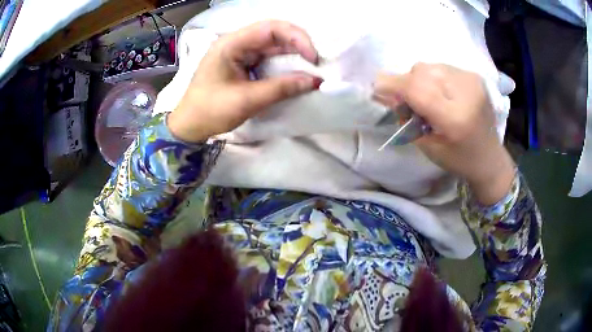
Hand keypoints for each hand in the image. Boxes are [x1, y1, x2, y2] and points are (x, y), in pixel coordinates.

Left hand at [168, 20, 321, 142]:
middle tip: (316, 62)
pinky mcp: (242, 63)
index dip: (297, 37)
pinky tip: (295, 70)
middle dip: (297, 44)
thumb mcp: (247, 100)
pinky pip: (267, 57)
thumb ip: (281, 88)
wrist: (189, 125)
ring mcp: (239, 52)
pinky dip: (283, 63)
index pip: (270, 28)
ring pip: (272, 45)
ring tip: (310, 66)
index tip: (313, 57)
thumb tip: (315, 81)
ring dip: (292, 53)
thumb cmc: (210, 111)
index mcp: (231, 44)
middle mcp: (236, 42)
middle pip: (273, 33)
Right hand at [374, 63, 514, 204]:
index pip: (418, 89)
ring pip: (430, 66)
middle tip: (409, 102)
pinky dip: (434, 78)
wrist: (490, 157)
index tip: (376, 87)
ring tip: (429, 99)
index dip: (393, 85)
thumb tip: (385, 93)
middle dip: (407, 83)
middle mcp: (466, 93)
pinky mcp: (474, 76)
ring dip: (420, 80)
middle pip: (422, 72)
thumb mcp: (427, 147)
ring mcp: (472, 81)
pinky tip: (442, 94)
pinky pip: (441, 67)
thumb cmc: (458, 160)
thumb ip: (406, 118)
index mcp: (456, 119)